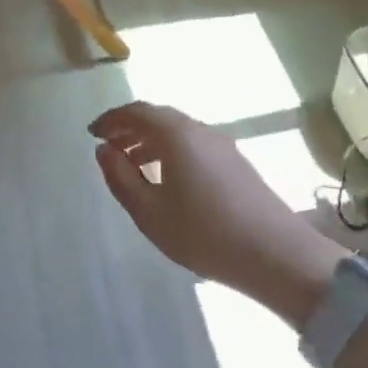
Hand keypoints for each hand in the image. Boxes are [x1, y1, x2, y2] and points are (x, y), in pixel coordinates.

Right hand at [89, 101, 346, 328]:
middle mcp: (199, 130)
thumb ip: (121, 178)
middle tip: (108, 148)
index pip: (136, 112)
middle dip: (129, 128)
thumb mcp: (149, 212)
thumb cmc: (203, 233)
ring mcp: (222, 145)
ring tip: (132, 165)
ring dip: (150, 141)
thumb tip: (104, 150)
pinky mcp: (236, 162)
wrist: (275, 255)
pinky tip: (166, 179)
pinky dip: (170, 151)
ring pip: (177, 132)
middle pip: (158, 118)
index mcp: (176, 134)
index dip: (111, 119)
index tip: (92, 133)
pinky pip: (193, 144)